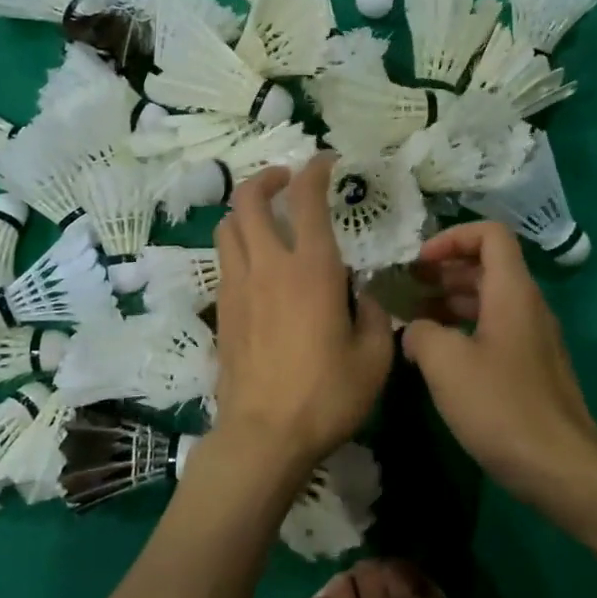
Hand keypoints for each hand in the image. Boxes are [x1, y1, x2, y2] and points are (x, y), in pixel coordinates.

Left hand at [209, 156, 394, 475]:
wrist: (263, 435)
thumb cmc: (326, 396)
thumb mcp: (374, 357)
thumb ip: (373, 315)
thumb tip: (360, 296)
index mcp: (311, 269)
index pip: (307, 199)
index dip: (315, 170)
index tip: (325, 162)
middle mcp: (268, 266)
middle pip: (248, 199)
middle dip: (266, 178)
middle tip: (286, 182)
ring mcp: (238, 286)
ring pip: (228, 227)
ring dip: (246, 211)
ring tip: (267, 219)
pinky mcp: (222, 310)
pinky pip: (224, 260)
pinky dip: (238, 245)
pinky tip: (257, 265)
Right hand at [402, 222, 596, 502]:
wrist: (560, 468)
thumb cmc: (501, 406)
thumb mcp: (445, 363)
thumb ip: (420, 332)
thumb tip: (415, 331)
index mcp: (512, 293)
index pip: (490, 234)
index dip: (452, 237)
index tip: (420, 261)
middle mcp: (527, 307)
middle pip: (487, 266)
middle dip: (444, 269)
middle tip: (406, 286)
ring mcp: (532, 339)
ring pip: (489, 300)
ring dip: (450, 300)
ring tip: (412, 319)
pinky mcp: (530, 368)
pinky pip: (494, 330)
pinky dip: (463, 329)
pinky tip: (437, 356)